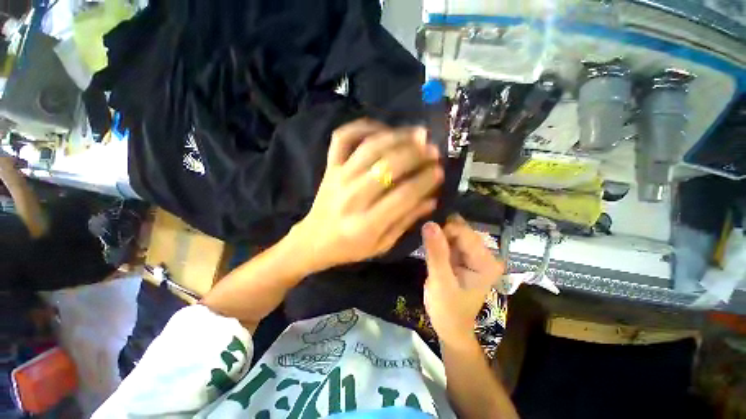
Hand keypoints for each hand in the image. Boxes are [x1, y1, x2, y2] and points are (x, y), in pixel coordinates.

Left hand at [295, 119, 443, 270]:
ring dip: (397, 137)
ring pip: (370, 147)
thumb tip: (431, 199)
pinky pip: (343, 138)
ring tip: (417, 134)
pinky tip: (381, 129)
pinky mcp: (330, 167)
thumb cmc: (350, 247)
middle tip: (433, 150)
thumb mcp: (382, 245)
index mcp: (367, 224)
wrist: (314, 240)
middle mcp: (352, 197)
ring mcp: (338, 177)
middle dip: (416, 155)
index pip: (404, 195)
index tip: (440, 171)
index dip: (425, 180)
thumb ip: (406, 221)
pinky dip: (362, 127)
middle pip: (389, 166)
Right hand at [422, 215, 504, 348]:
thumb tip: (430, 223)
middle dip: (441, 231)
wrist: (450, 327)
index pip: (464, 232)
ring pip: (453, 233)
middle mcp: (484, 254)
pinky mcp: (463, 257)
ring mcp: (474, 255)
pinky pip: (449, 240)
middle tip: (425, 240)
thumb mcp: (440, 282)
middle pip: (460, 230)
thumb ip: (436, 253)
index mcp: (486, 261)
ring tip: (426, 242)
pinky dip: (438, 240)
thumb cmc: (448, 309)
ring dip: (438, 235)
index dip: (443, 230)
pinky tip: (429, 245)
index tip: (426, 236)